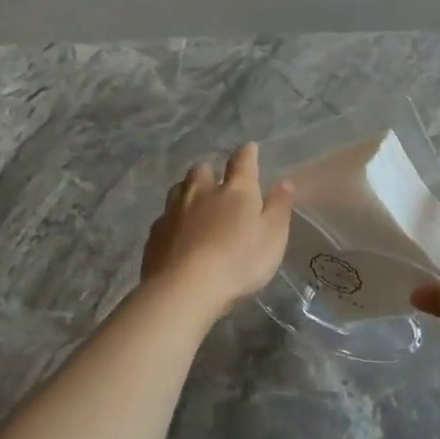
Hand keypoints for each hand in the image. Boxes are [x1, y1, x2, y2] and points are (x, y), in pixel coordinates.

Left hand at [142, 143, 294, 320]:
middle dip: (210, 173)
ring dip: (188, 192)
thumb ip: (279, 207)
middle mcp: (201, 192)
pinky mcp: (155, 234)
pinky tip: (179, 235)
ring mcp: (174, 212)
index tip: (250, 149)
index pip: (242, 161)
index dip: (247, 153)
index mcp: (235, 190)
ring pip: (179, 190)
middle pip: (202, 170)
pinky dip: (174, 221)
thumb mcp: (272, 237)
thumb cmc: (238, 261)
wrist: (184, 289)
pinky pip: (165, 218)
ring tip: (196, 206)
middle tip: (218, 186)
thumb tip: (284, 182)